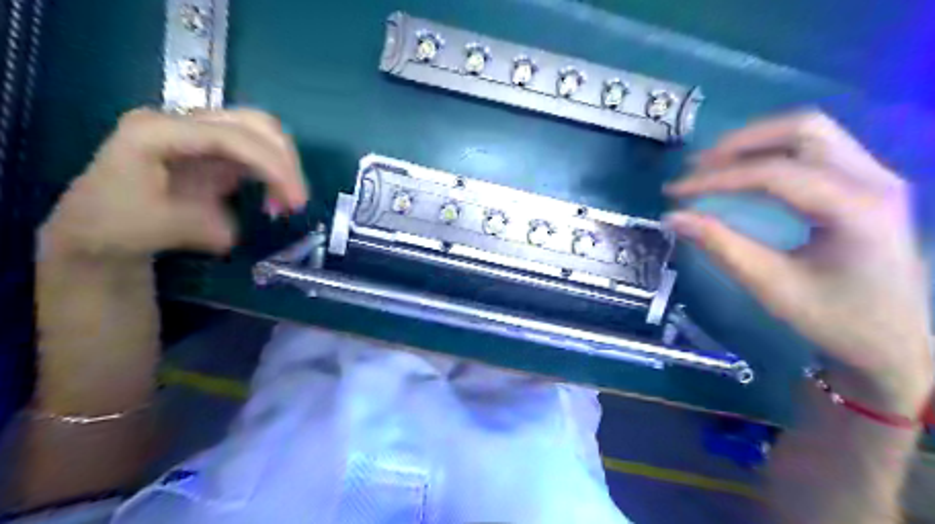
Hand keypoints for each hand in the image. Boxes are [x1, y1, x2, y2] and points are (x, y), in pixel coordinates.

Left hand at [40, 107, 306, 259]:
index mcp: (155, 132)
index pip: (229, 136)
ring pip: (261, 132)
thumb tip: (235, 231)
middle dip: (284, 161)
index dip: (270, 164)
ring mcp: (200, 132)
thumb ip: (200, 227)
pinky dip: (275, 173)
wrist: (99, 224)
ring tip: (288, 203)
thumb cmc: (117, 224)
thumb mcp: (157, 230)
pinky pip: (258, 151)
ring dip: (284, 166)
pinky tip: (275, 199)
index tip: (295, 202)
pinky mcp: (215, 148)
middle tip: (297, 201)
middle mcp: (181, 121)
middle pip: (253, 123)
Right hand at [664, 113, 926, 413]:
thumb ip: (720, 245)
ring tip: (713, 165)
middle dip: (740, 144)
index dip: (716, 179)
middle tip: (696, 168)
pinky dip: (773, 151)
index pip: (774, 174)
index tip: (674, 191)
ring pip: (809, 132)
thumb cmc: (834, 320)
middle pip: (801, 130)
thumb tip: (672, 217)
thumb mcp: (770, 285)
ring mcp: (875, 177)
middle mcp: (874, 180)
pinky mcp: (866, 184)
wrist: (893, 343)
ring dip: (756, 142)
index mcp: (855, 209)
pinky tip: (745, 171)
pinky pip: (815, 148)